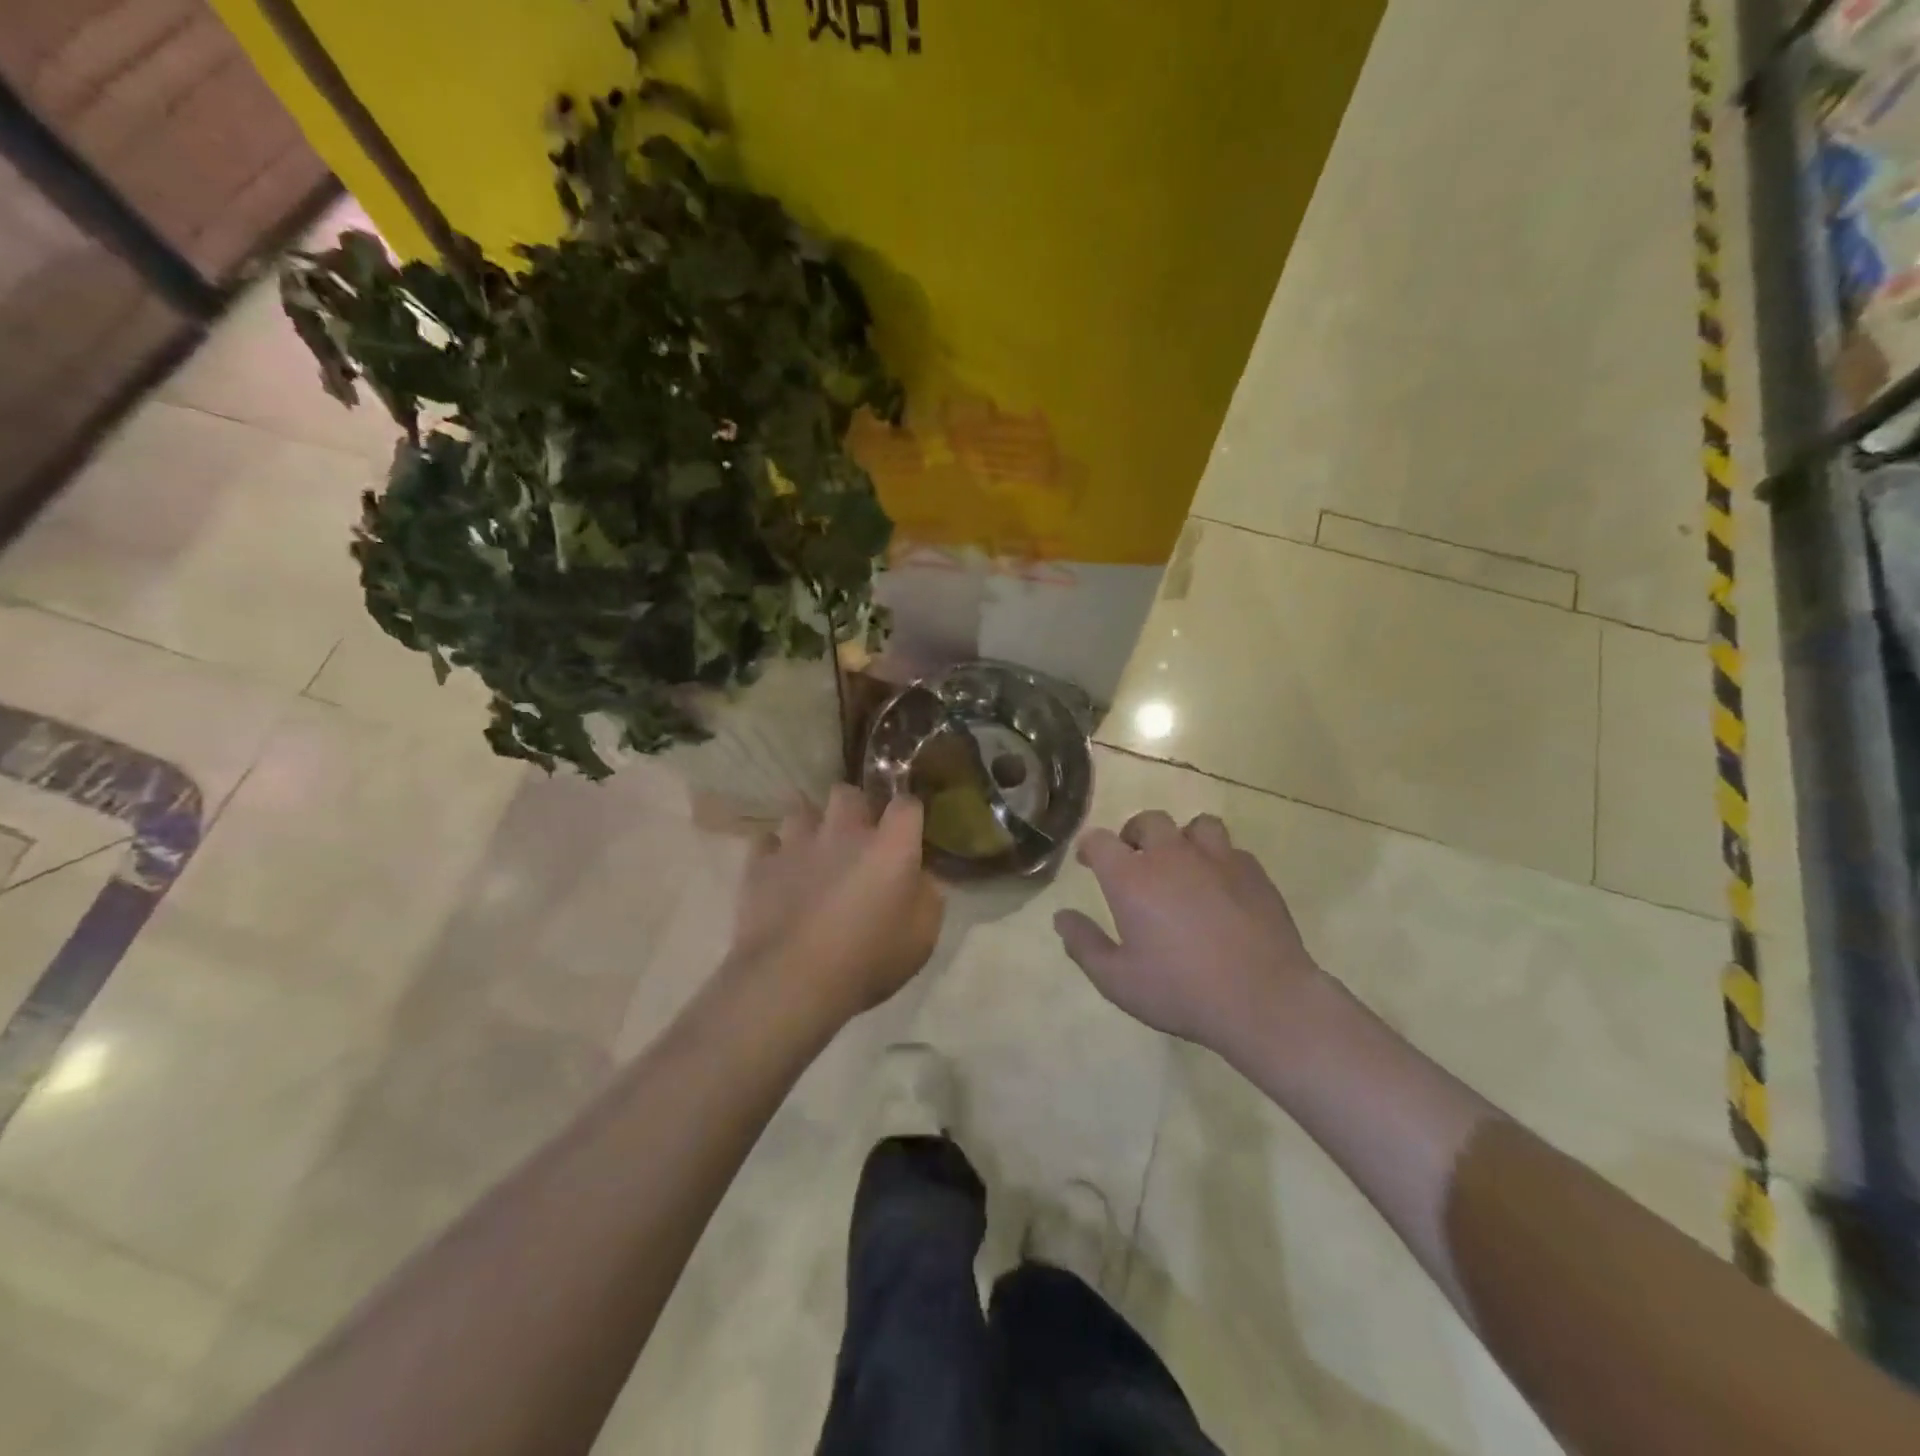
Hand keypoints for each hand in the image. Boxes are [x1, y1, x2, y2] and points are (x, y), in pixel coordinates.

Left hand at [733, 784, 944, 1020]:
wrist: (792, 980)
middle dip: (854, 806)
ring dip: (810, 823)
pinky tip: (780, 870)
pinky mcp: (760, 864)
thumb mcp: (922, 937)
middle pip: (848, 792)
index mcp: (890, 845)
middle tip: (856, 835)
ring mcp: (798, 843)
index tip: (908, 830)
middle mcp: (844, 831)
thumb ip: (927, 896)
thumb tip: (920, 877)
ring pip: (801, 808)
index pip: (907, 804)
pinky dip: (774, 852)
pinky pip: (767, 841)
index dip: (908, 812)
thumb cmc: (868, 960)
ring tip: (813, 848)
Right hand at [1053, 811, 1324, 1055]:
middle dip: (1135, 835)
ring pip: (1197, 826)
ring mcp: (1217, 859)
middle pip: (1149, 821)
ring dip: (1183, 839)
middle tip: (1135, 861)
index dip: (1090, 847)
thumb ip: (1084, 944)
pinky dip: (1219, 861)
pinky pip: (1232, 851)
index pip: (1100, 840)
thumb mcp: (1117, 980)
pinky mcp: (1254, 872)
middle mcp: (1172, 856)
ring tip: (1183, 865)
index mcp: (1132, 878)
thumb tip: (1061, 917)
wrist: (1263, 1000)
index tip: (1089, 862)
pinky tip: (1221, 887)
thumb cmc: (1181, 991)